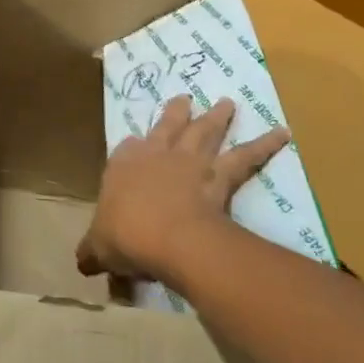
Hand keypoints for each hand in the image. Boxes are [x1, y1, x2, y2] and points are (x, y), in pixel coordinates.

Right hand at [78, 95, 288, 286]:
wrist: (169, 238)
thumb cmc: (126, 236)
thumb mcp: (99, 247)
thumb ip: (92, 251)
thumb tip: (80, 263)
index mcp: (123, 165)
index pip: (127, 149)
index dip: (133, 148)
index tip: (137, 143)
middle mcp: (157, 154)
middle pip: (169, 126)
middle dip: (177, 112)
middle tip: (186, 99)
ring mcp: (190, 161)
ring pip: (205, 132)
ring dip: (218, 117)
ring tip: (228, 103)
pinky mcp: (220, 175)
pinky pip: (246, 157)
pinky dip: (265, 144)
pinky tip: (283, 133)